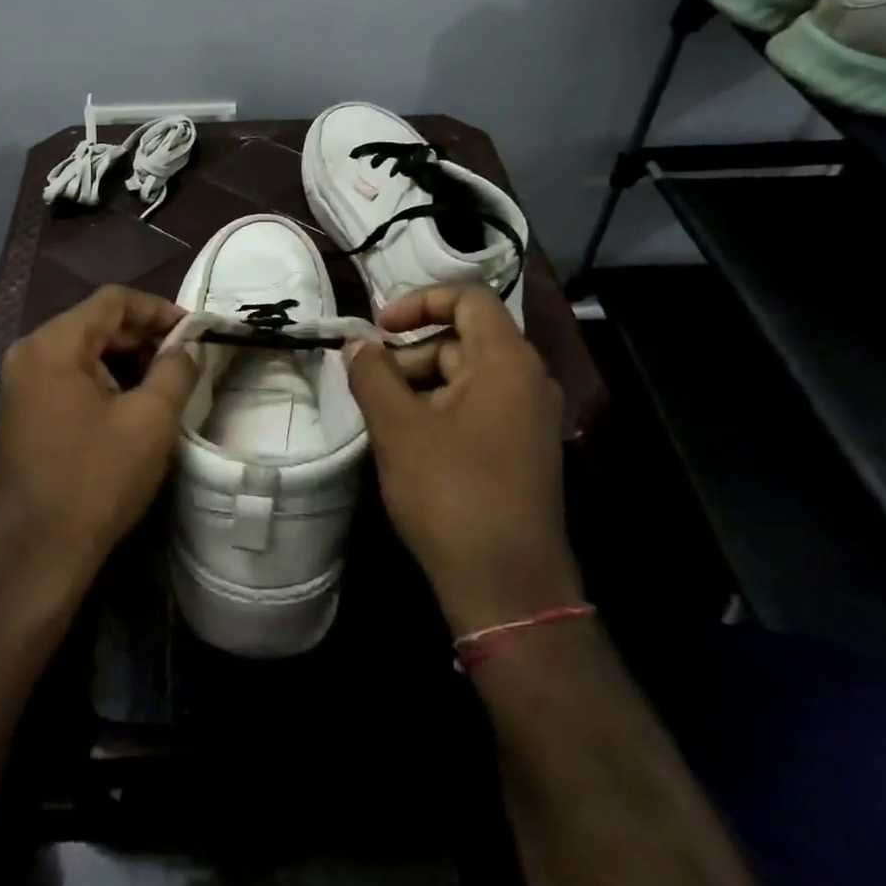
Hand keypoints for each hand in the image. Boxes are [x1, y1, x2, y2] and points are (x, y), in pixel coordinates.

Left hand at [0, 286, 199, 600]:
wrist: (34, 558)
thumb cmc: (95, 482)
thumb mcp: (149, 422)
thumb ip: (176, 370)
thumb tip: (188, 347)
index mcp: (54, 344)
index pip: (113, 300)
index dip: (159, 309)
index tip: (194, 331)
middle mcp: (30, 353)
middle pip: (96, 322)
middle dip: (144, 335)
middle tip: (186, 358)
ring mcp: (22, 384)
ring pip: (85, 351)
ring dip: (127, 360)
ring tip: (167, 383)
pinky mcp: (25, 412)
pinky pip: (71, 377)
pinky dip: (106, 381)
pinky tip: (134, 406)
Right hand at [345, 283, 580, 634]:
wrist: (507, 586)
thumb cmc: (451, 493)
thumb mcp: (398, 427)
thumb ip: (372, 374)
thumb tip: (356, 344)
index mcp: (507, 362)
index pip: (468, 298)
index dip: (419, 301)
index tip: (379, 328)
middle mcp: (527, 380)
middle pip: (463, 338)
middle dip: (412, 353)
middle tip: (370, 382)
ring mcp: (529, 418)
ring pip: (467, 376)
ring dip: (421, 384)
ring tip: (383, 416)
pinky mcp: (522, 449)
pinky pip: (477, 407)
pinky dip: (440, 408)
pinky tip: (409, 439)